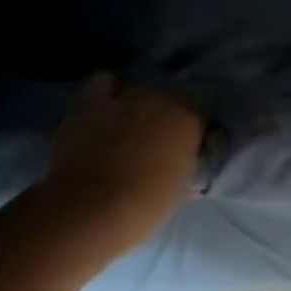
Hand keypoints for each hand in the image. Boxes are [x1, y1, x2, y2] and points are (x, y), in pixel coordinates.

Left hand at [37, 74, 202, 247]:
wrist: (90, 208)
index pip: (200, 116)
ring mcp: (125, 97)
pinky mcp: (92, 102)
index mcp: (189, 121)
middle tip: (158, 141)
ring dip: (139, 103)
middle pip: (171, 99)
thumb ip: (185, 167)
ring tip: (132, 122)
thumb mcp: (178, 190)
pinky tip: (108, 106)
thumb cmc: (143, 207)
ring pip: (140, 89)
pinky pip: (105, 82)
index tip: (187, 149)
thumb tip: (187, 164)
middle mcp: (161, 100)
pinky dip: (108, 90)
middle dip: (167, 117)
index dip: (193, 132)